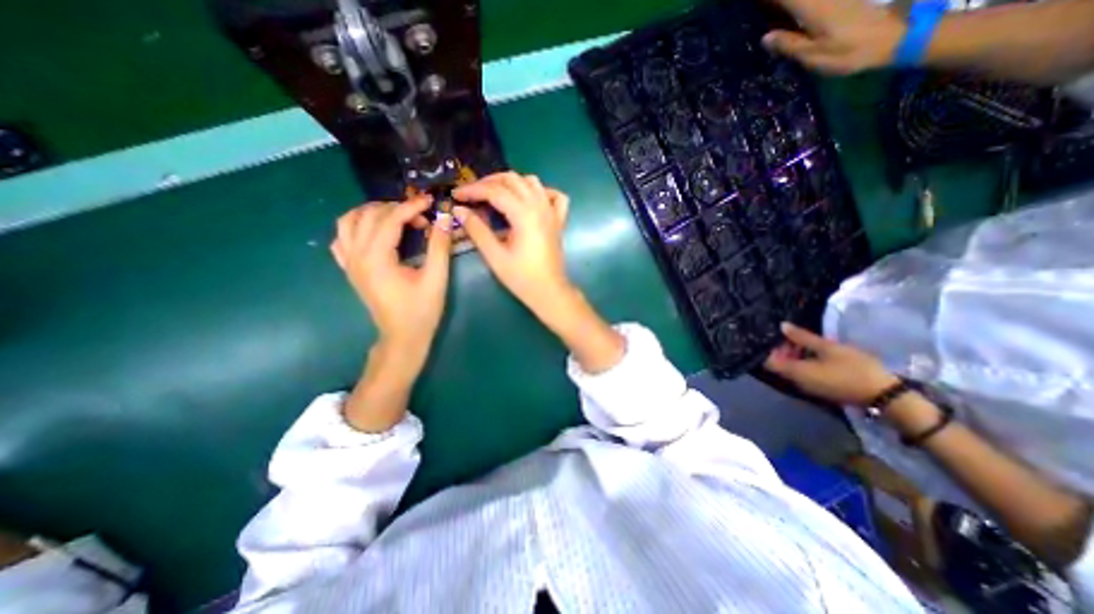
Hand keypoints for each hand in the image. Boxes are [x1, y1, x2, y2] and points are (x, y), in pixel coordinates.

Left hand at [334, 194, 454, 374]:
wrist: (403, 336)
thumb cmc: (421, 310)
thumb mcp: (436, 279)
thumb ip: (439, 246)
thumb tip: (444, 219)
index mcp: (377, 258)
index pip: (390, 219)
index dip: (411, 206)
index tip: (431, 201)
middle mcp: (357, 256)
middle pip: (368, 215)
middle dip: (396, 208)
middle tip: (421, 215)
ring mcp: (350, 262)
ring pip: (348, 222)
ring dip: (372, 212)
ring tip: (397, 217)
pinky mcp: (351, 269)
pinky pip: (343, 238)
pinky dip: (357, 227)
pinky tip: (375, 233)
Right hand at [452, 172, 571, 323]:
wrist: (549, 292)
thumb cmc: (522, 277)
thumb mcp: (495, 256)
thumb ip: (477, 230)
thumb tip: (459, 210)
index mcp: (524, 215)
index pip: (495, 191)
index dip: (473, 190)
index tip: (456, 195)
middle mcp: (540, 206)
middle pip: (513, 179)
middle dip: (489, 182)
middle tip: (472, 194)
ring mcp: (552, 212)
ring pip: (532, 182)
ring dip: (511, 183)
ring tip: (495, 194)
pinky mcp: (558, 220)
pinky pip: (554, 196)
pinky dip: (541, 191)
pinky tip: (530, 200)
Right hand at [762, 0, 905, 73]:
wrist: (897, 34)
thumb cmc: (850, 50)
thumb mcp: (813, 55)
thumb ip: (789, 44)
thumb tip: (765, 37)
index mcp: (812, 7)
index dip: (767, 3)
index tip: (752, 8)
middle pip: (791, 0)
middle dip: (775, 5)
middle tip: (761, 13)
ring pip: (802, 2)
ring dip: (787, 7)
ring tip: (773, 17)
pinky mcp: (843, 1)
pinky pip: (813, 4)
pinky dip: (799, 9)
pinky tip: (794, 19)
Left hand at [764, 324, 895, 404]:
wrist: (887, 396)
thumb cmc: (855, 368)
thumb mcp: (828, 348)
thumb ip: (803, 337)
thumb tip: (781, 326)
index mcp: (795, 372)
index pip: (768, 362)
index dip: (768, 349)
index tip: (775, 335)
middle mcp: (797, 382)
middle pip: (779, 365)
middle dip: (782, 350)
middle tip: (793, 335)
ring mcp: (809, 387)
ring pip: (791, 369)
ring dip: (794, 355)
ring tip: (805, 340)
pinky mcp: (821, 389)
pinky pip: (803, 374)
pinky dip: (803, 363)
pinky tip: (816, 353)